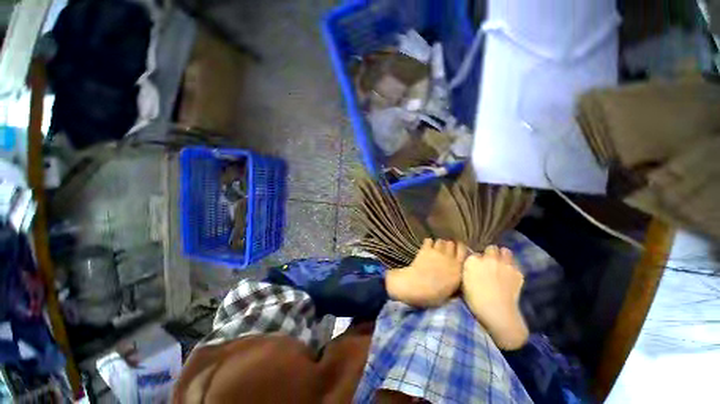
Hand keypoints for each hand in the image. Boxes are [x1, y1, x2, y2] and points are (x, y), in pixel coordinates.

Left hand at [386, 239, 465, 306]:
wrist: (417, 287)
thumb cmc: (434, 295)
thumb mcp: (451, 291)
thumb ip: (455, 279)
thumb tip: (455, 275)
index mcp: (458, 269)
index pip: (463, 250)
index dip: (459, 249)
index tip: (456, 251)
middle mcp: (449, 258)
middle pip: (451, 243)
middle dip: (448, 246)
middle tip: (444, 251)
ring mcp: (437, 252)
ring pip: (441, 241)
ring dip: (438, 244)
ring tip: (435, 249)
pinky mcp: (425, 249)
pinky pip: (429, 240)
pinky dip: (428, 243)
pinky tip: (426, 248)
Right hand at [462, 245, 528, 349]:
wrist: (498, 312)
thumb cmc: (475, 300)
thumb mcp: (464, 282)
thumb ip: (468, 270)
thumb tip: (471, 266)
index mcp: (472, 261)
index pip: (474, 253)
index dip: (476, 260)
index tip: (476, 266)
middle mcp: (488, 258)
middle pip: (491, 248)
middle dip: (490, 254)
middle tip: (490, 262)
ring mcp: (504, 264)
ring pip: (505, 251)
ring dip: (503, 256)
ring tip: (502, 264)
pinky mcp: (517, 272)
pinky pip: (515, 264)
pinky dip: (512, 267)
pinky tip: (510, 275)